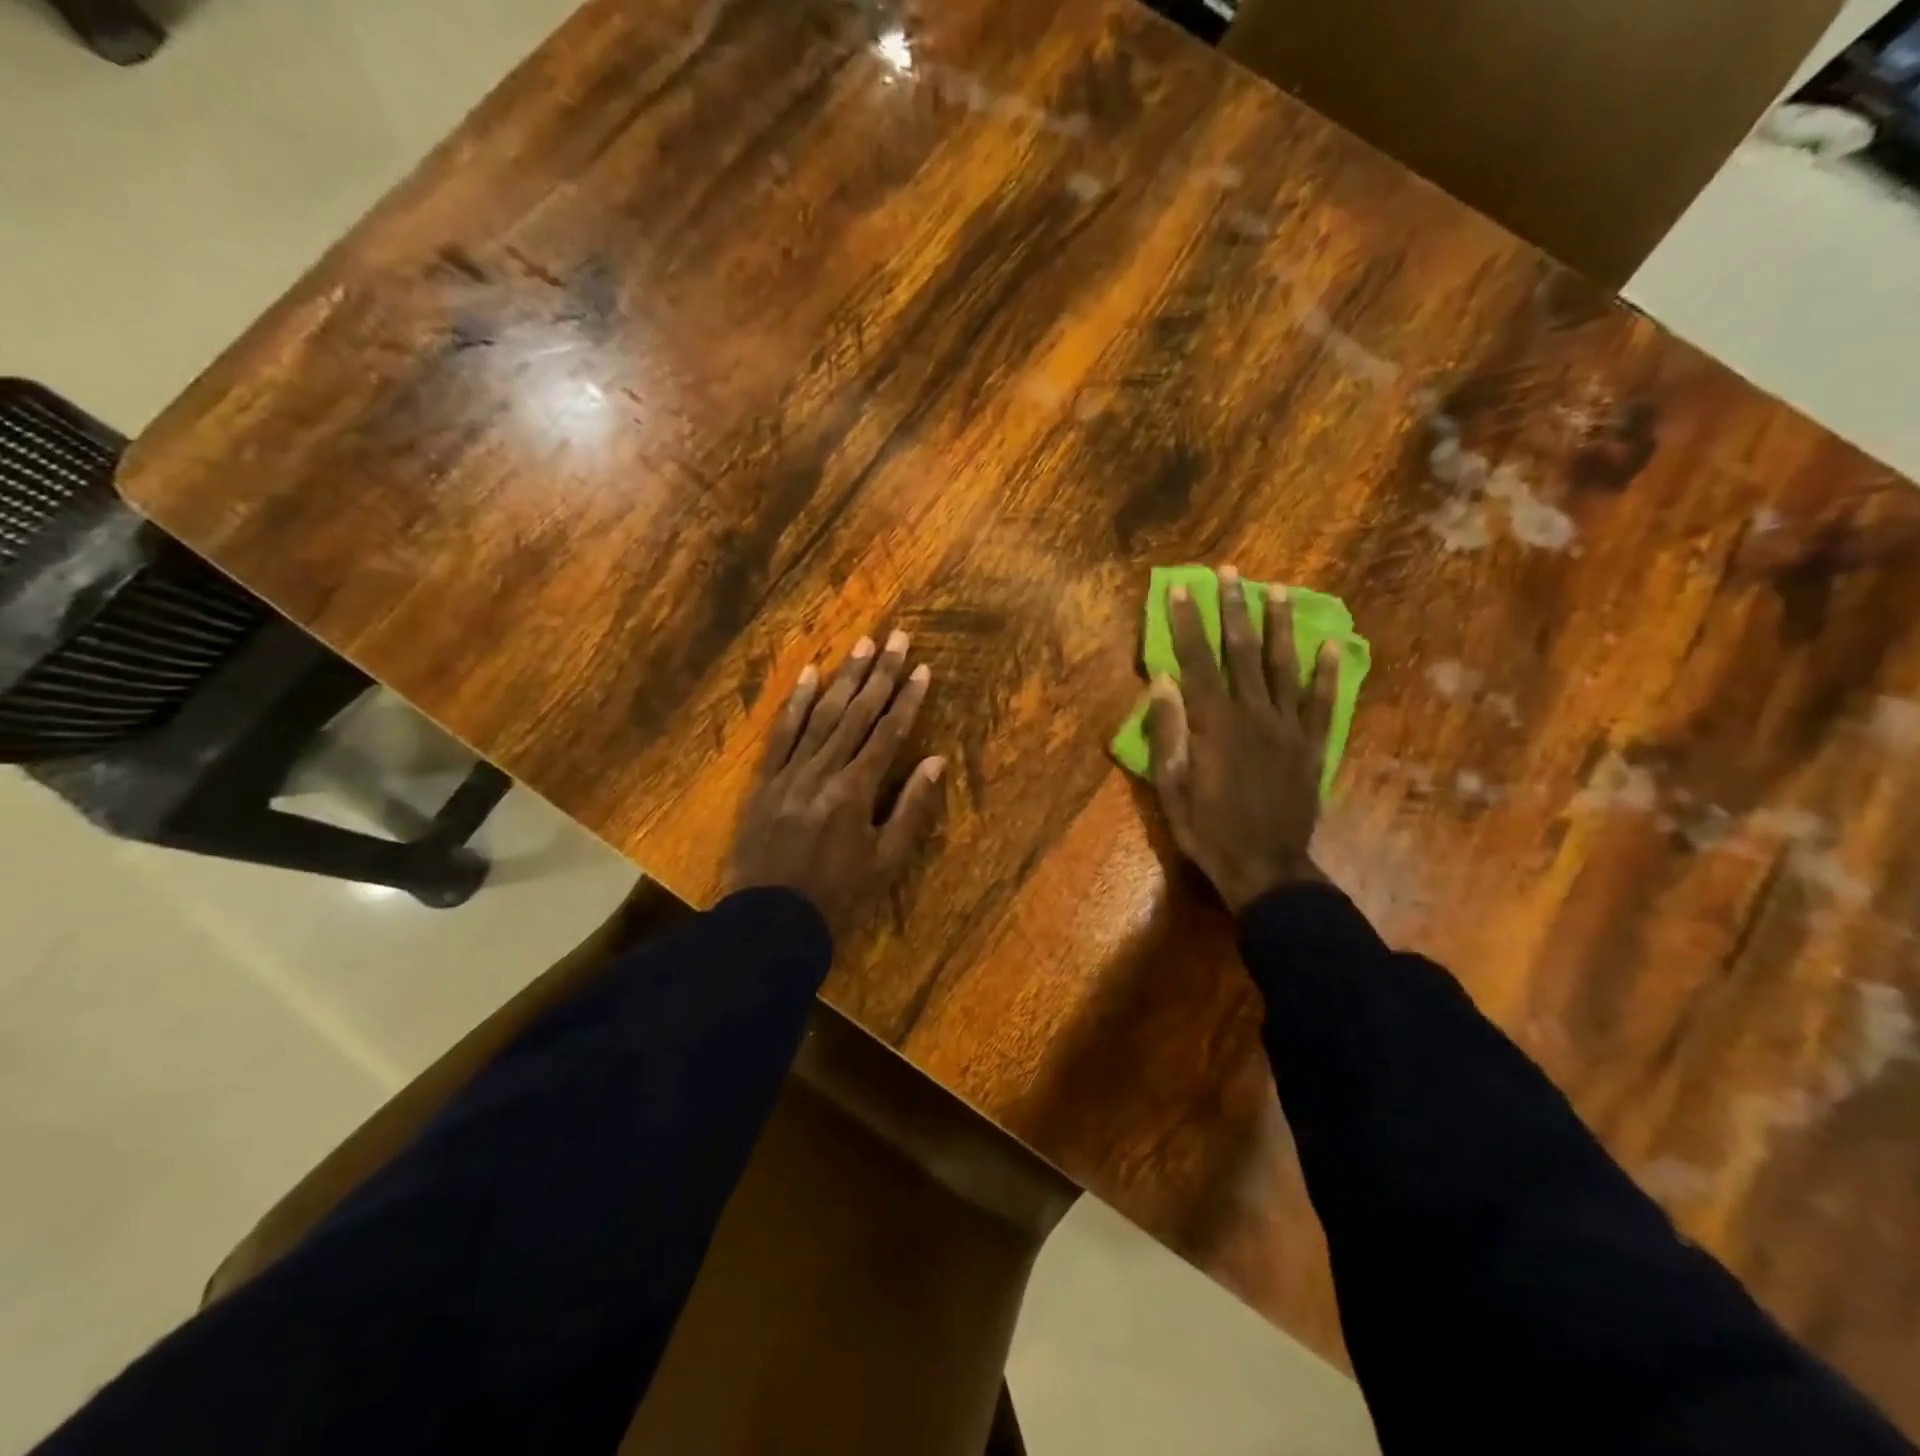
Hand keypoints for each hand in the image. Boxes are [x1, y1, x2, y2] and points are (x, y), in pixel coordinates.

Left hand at [725, 630, 945, 940]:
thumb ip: (911, 807)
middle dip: (879, 673)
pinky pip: (782, 734)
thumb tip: (935, 760)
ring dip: (843, 678)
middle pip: (857, 714)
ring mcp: (791, 773)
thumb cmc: (838, 896)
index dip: (907, 699)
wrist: (770, 922)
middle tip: (895, 636)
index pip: (888, 733)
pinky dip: (796, 704)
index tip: (921, 668)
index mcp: (856, 791)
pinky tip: (809, 676)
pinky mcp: (766, 781)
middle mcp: (824, 771)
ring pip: (822, 716)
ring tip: (860, 644)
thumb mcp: (885, 860)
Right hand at [1145, 567, 1338, 911]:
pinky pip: (1322, 702)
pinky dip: (1327, 672)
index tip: (1181, 588)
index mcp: (1214, 723)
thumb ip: (1168, 730)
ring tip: (1278, 592)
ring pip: (1284, 666)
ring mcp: (1288, 728)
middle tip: (1232, 573)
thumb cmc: (1207, 829)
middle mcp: (1254, 714)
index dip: (1187, 622)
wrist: (1265, 867)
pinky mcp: (1313, 745)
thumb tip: (1162, 680)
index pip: (1197, 660)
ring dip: (1279, 626)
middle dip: (1234, 609)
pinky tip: (1331, 645)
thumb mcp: (1171, 785)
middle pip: (1242, 651)